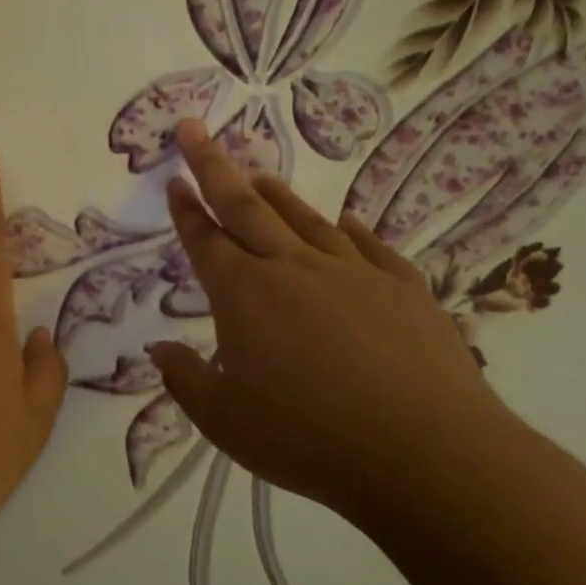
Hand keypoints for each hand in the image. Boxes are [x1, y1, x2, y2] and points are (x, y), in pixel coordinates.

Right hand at [148, 119, 507, 518]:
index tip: (174, 178)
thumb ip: (184, 379)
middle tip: (196, 130)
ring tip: (260, 175)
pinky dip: (352, 230)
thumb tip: (158, 347)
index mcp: (244, 294)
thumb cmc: (308, 437)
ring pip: (304, 221)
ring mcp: (353, 274)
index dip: (185, 208)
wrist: (427, 454)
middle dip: (214, 166)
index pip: (205, 239)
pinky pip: (370, 248)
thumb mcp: (224, 419)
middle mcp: (293, 269)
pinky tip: (345, 221)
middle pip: (246, 207)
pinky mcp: (404, 290)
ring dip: (277, 195)